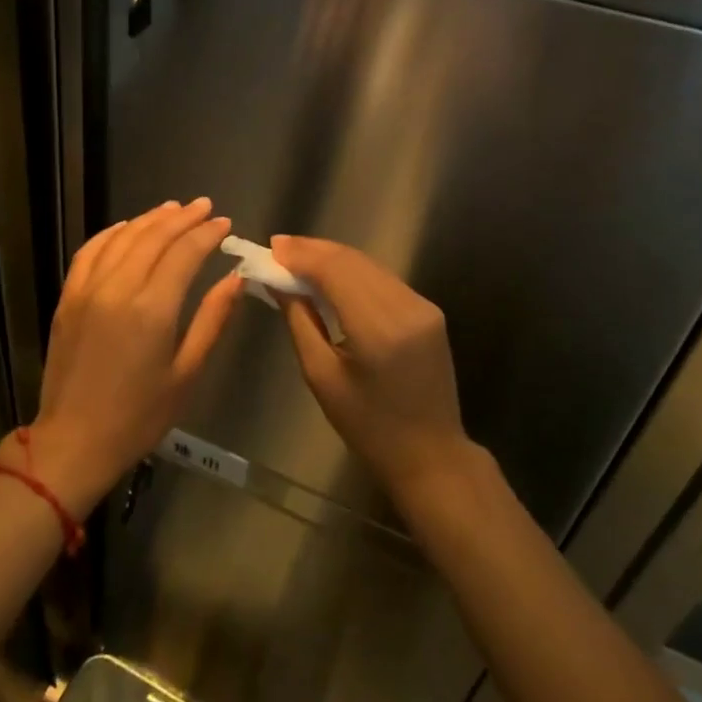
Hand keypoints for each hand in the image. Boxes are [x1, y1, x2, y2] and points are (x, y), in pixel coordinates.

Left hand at [22, 199, 241, 516]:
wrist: (74, 440)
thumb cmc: (139, 416)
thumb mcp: (187, 373)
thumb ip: (212, 320)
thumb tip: (235, 279)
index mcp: (152, 309)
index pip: (184, 253)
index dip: (207, 234)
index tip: (224, 223)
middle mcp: (118, 288)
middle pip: (154, 237)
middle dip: (183, 218)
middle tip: (204, 207)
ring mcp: (88, 289)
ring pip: (122, 238)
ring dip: (150, 219)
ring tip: (173, 209)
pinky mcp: (68, 297)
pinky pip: (90, 251)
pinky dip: (111, 233)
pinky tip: (127, 227)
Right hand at [271, 236, 473, 510]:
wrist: (431, 454)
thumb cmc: (368, 427)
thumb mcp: (322, 377)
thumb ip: (300, 321)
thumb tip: (277, 283)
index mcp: (378, 329)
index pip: (335, 271)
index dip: (301, 254)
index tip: (270, 248)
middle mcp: (406, 307)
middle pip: (353, 261)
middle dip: (313, 250)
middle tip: (277, 248)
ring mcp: (422, 306)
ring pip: (369, 265)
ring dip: (332, 257)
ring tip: (296, 256)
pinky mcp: (429, 310)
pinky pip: (383, 279)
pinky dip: (353, 271)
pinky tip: (329, 274)